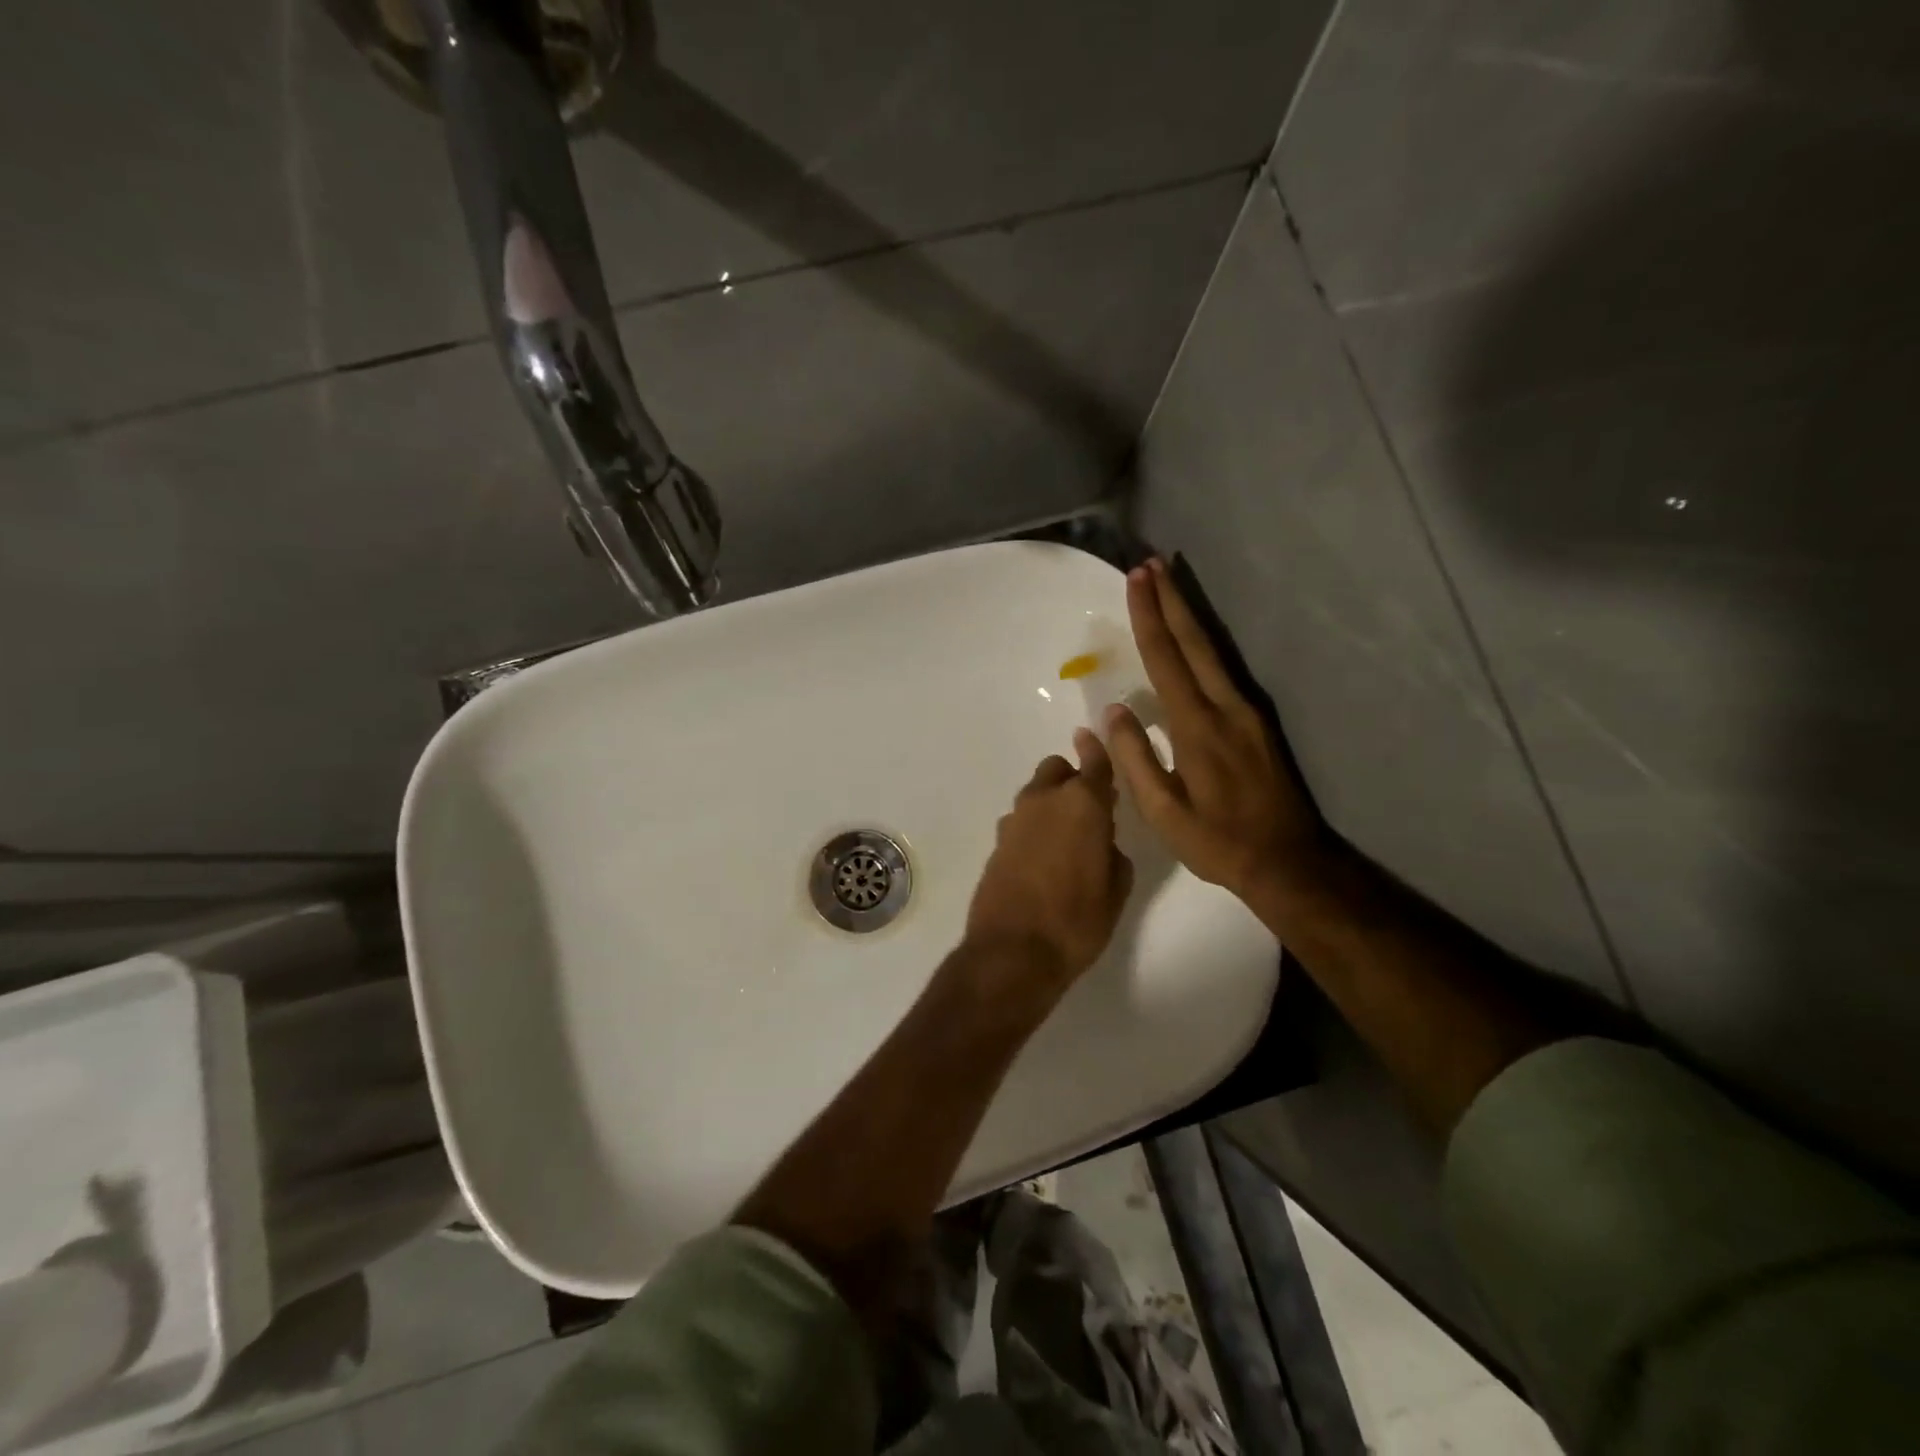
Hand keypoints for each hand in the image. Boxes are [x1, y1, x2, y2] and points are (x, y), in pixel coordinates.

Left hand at [966, 731, 1134, 988]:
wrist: (1012, 953)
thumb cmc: (1076, 921)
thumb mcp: (1116, 890)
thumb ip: (1114, 853)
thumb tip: (1104, 842)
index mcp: (1081, 804)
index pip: (1094, 763)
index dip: (1097, 749)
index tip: (1095, 736)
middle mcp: (1044, 802)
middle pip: (1057, 771)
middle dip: (1072, 780)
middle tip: (1089, 811)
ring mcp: (1014, 821)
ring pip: (1036, 795)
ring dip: (1051, 805)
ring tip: (1066, 841)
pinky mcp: (996, 843)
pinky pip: (1021, 822)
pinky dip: (1034, 828)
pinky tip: (1043, 860)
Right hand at [1106, 558, 1326, 905]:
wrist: (1288, 860)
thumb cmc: (1217, 840)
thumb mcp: (1163, 812)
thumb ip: (1135, 758)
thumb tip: (1114, 711)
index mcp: (1197, 727)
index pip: (1166, 659)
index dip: (1148, 617)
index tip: (1135, 580)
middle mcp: (1225, 707)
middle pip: (1194, 641)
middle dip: (1171, 599)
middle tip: (1150, 563)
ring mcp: (1247, 711)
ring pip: (1213, 650)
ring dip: (1189, 613)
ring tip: (1169, 584)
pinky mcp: (1257, 721)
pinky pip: (1224, 668)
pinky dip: (1204, 641)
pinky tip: (1194, 635)